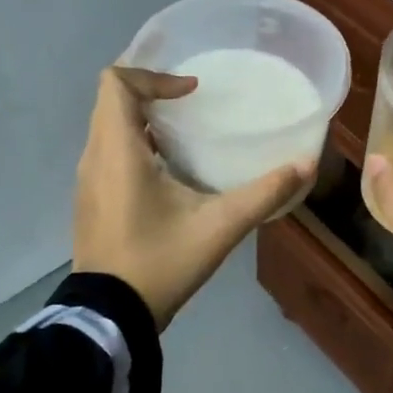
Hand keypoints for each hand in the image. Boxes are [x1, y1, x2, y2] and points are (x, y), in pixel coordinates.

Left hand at [73, 67, 314, 328]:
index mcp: (118, 152)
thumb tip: (306, 165)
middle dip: (150, 92)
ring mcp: (87, 181)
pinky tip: (168, 172)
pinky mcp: (90, 200)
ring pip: (107, 127)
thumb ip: (265, 193)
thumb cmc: (160, 262)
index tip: (191, 92)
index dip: (153, 76)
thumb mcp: (220, 226)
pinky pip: (107, 153)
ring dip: (142, 119)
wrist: (110, 316)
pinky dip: (134, 144)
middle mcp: (94, 158)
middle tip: (192, 102)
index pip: (115, 84)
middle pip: (110, 101)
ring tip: (184, 132)